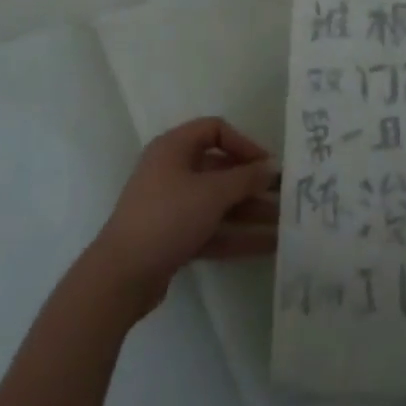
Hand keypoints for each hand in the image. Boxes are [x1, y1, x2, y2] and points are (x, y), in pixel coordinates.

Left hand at [87, 118, 278, 315]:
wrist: (122, 275)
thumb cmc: (168, 217)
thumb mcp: (212, 193)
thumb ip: (246, 178)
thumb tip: (270, 168)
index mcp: (173, 148)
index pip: (214, 129)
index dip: (243, 143)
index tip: (266, 165)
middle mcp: (171, 170)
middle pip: (219, 168)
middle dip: (252, 183)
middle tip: (283, 196)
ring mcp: (171, 205)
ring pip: (217, 202)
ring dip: (249, 211)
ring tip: (284, 224)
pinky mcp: (172, 236)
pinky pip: (211, 227)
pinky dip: (236, 234)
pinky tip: (267, 245)